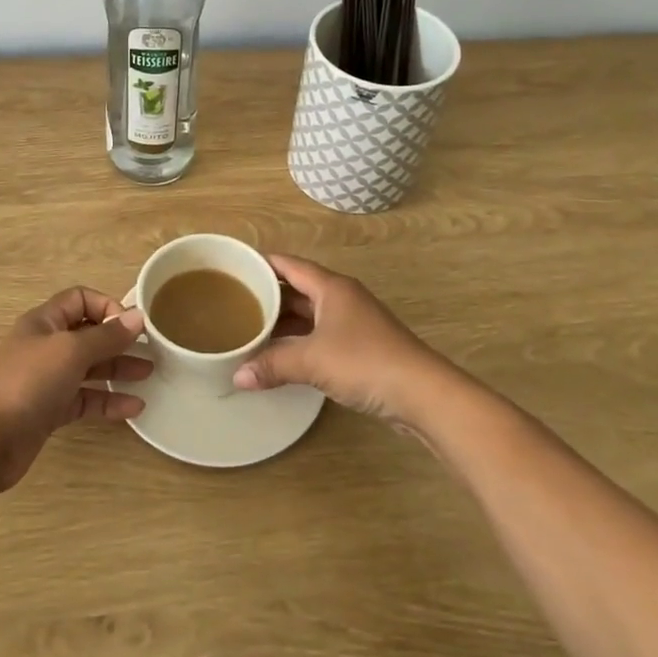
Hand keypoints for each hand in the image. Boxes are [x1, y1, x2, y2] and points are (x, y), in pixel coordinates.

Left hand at [0, 287, 151, 490]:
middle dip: (118, 340)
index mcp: (45, 322)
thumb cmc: (28, 382)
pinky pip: (85, 400)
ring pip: (89, 368)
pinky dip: (108, 401)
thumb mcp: (71, 351)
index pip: (80, 300)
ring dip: (118, 369)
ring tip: (149, 374)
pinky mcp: (49, 411)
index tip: (132, 326)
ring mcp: (47, 380)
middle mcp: (46, 346)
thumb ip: (106, 336)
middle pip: (88, 334)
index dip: (107, 307)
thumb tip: (137, 317)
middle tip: (151, 350)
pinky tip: (134, 407)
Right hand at [233, 255, 458, 430]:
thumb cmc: (364, 361)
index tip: (235, 267)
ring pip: (310, 314)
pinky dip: (300, 341)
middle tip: (236, 303)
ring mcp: (354, 323)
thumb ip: (273, 365)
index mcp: (331, 287)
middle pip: (299, 289)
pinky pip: (321, 335)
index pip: (290, 265)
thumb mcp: (312, 361)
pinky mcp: (362, 348)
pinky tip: (282, 355)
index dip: (263, 263)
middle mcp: (343, 298)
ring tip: (251, 329)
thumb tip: (237, 377)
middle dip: (270, 295)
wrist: (422, 393)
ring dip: (284, 321)